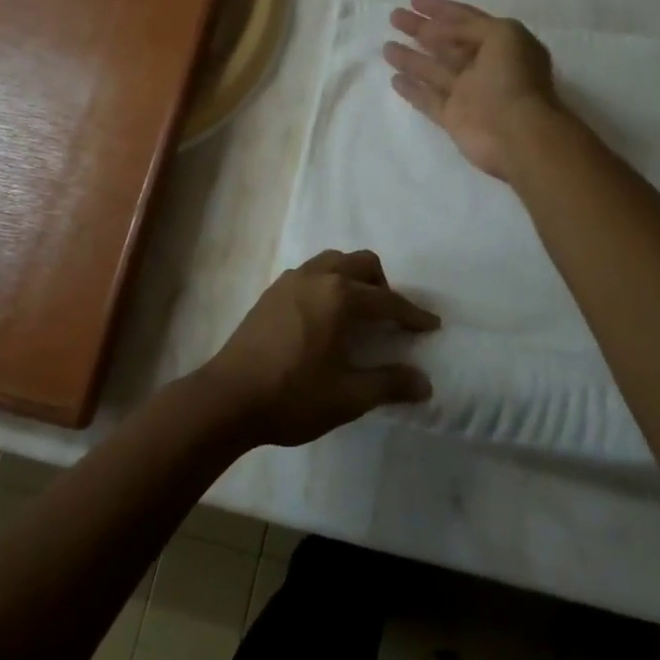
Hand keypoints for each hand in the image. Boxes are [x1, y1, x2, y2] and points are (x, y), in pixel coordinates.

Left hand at [200, 249, 439, 446]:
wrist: (227, 398)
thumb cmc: (293, 396)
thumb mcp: (348, 396)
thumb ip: (389, 384)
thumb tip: (424, 383)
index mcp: (340, 297)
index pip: (388, 300)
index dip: (413, 314)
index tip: (431, 325)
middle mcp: (318, 277)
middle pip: (362, 264)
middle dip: (383, 285)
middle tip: (390, 317)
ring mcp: (290, 280)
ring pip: (333, 261)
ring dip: (353, 277)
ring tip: (357, 310)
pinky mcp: (271, 292)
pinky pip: (311, 272)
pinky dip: (328, 282)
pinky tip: (323, 315)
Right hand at [383, 0, 561, 180]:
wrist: (517, 133)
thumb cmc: (514, 78)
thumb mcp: (502, 34)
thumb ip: (470, 26)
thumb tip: (438, 29)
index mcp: (500, 44)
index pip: (466, 20)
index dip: (441, 8)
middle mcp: (483, 67)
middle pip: (446, 43)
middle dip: (421, 29)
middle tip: (394, 17)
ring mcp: (467, 94)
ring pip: (434, 70)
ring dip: (411, 57)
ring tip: (386, 46)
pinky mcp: (453, 118)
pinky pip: (428, 100)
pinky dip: (412, 90)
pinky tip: (394, 79)